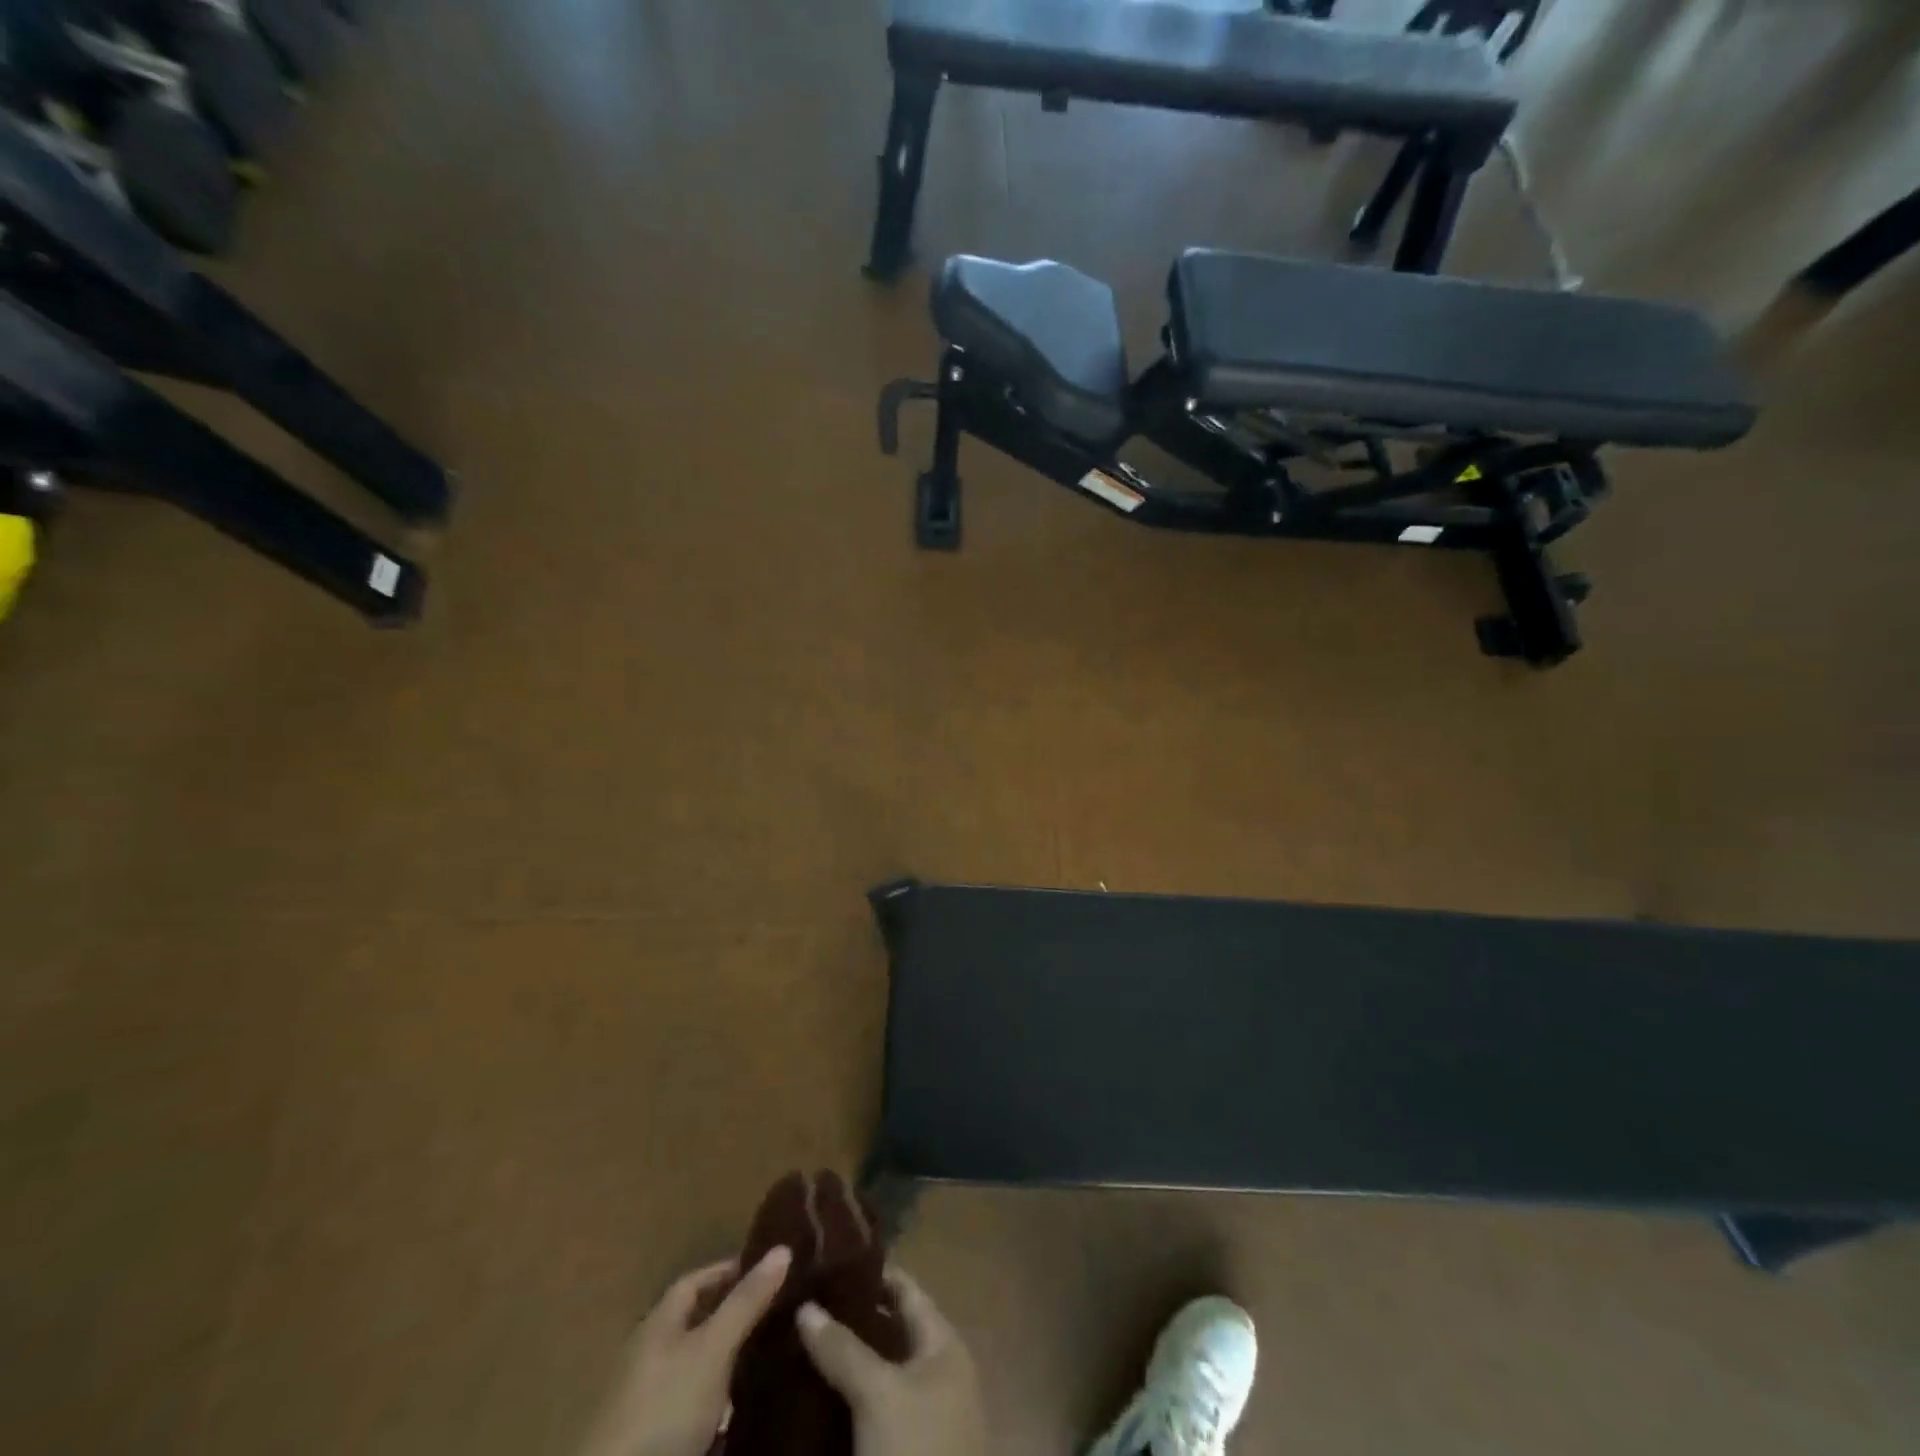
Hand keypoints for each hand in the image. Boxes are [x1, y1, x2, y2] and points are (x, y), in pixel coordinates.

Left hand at [579, 1247, 792, 1455]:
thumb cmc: (665, 1408)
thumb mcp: (713, 1349)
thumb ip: (746, 1301)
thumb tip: (783, 1247)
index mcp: (658, 1324)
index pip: (696, 1281)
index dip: (730, 1271)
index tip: (768, 1270)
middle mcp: (651, 1356)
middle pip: (697, 1324)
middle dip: (735, 1316)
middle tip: (779, 1312)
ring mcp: (650, 1402)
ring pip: (698, 1368)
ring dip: (730, 1362)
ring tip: (771, 1359)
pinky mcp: (656, 1441)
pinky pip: (695, 1408)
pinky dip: (720, 1403)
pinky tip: (744, 1410)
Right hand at [796, 1267, 986, 1455]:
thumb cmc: (918, 1450)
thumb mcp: (879, 1394)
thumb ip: (843, 1348)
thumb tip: (805, 1305)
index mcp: (942, 1343)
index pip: (905, 1289)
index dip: (870, 1272)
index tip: (830, 1258)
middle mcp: (936, 1370)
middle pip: (889, 1330)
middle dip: (849, 1318)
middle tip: (804, 1303)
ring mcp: (922, 1413)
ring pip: (878, 1371)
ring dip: (845, 1359)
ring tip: (799, 1343)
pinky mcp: (904, 1449)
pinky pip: (873, 1409)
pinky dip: (848, 1397)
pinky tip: (813, 1395)